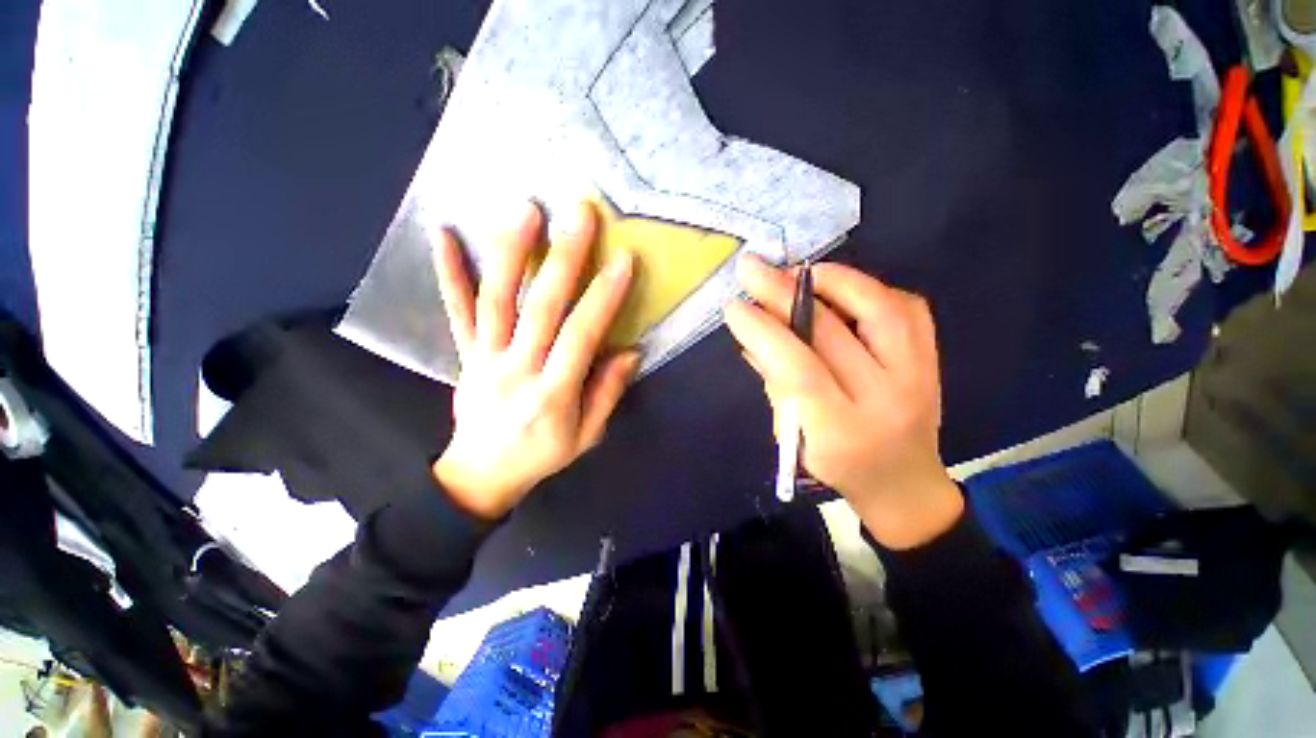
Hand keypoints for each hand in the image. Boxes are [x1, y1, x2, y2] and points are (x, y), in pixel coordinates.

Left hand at [431, 201, 638, 519]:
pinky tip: (444, 234)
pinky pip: (456, 311)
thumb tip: (630, 353)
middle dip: (563, 258)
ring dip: (510, 251)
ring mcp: (485, 357)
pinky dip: (448, 272)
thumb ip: (607, 394)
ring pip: (496, 299)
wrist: (479, 476)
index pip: (581, 336)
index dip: (603, 297)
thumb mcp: (585, 437)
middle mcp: (517, 368)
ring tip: (526, 210)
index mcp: (553, 393)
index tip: (622, 259)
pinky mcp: (465, 353)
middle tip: (579, 215)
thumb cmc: (541, 457)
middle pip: (541, 307)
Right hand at [724, 255, 962, 549]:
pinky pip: (906, 306)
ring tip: (797, 272)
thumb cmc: (837, 466)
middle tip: (752, 268)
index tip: (734, 307)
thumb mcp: (792, 437)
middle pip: (833, 332)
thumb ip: (774, 382)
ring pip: (880, 308)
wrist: (904, 483)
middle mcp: (886, 399)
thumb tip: (753, 334)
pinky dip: (867, 288)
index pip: (799, 370)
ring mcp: (919, 375)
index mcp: (842, 431)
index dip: (765, 332)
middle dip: (784, 293)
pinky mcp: (933, 358)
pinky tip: (838, 289)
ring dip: (833, 280)